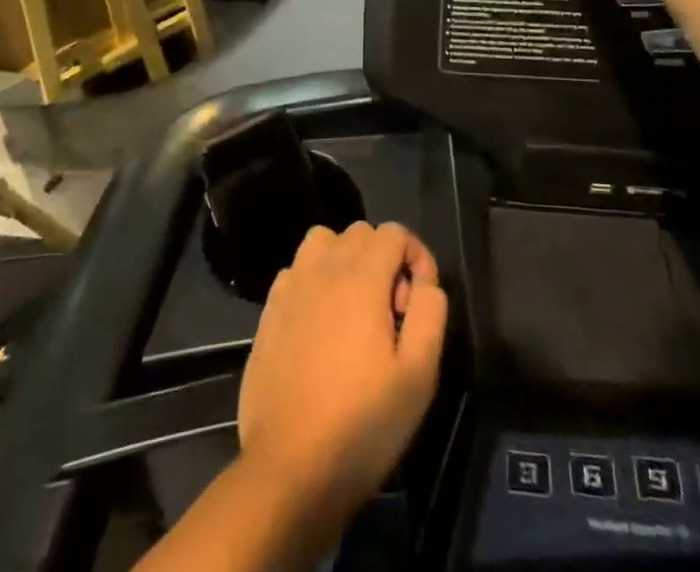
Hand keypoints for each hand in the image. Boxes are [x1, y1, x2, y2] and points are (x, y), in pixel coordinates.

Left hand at [238, 221, 447, 519]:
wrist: (289, 468)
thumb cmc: (362, 422)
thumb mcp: (419, 375)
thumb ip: (430, 313)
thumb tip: (424, 282)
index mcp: (362, 278)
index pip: (394, 232)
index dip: (416, 257)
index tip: (417, 303)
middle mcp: (323, 269)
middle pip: (360, 232)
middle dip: (383, 258)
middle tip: (390, 312)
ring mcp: (291, 287)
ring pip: (323, 241)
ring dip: (345, 259)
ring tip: (355, 307)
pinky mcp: (269, 311)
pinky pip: (296, 270)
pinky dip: (314, 280)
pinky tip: (320, 324)